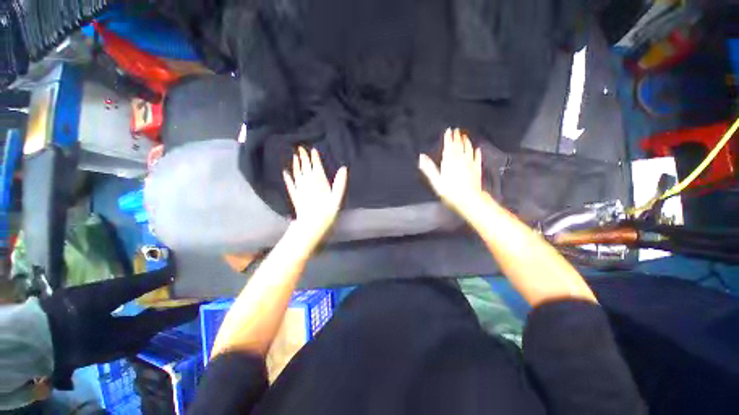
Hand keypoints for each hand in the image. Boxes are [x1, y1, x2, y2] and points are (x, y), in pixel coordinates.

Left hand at [283, 147, 347, 243]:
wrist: (312, 225)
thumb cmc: (327, 212)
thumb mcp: (338, 197)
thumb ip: (340, 182)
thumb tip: (344, 168)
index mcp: (319, 181)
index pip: (316, 166)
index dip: (314, 157)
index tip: (312, 149)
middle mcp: (308, 182)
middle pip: (305, 167)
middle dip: (303, 157)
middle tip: (300, 147)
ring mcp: (299, 188)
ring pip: (297, 173)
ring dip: (295, 164)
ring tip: (294, 156)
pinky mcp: (294, 195)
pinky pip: (290, 184)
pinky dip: (287, 177)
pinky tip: (285, 172)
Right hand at [419, 128, 483, 217]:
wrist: (469, 199)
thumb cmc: (450, 191)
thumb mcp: (436, 181)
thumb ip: (429, 168)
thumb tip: (421, 157)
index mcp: (449, 162)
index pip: (449, 147)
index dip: (448, 138)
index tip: (449, 130)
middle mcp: (460, 160)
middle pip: (459, 146)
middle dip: (457, 138)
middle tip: (457, 130)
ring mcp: (470, 164)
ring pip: (468, 150)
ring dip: (467, 142)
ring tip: (465, 137)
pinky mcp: (477, 170)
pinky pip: (477, 158)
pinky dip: (477, 153)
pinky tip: (477, 149)